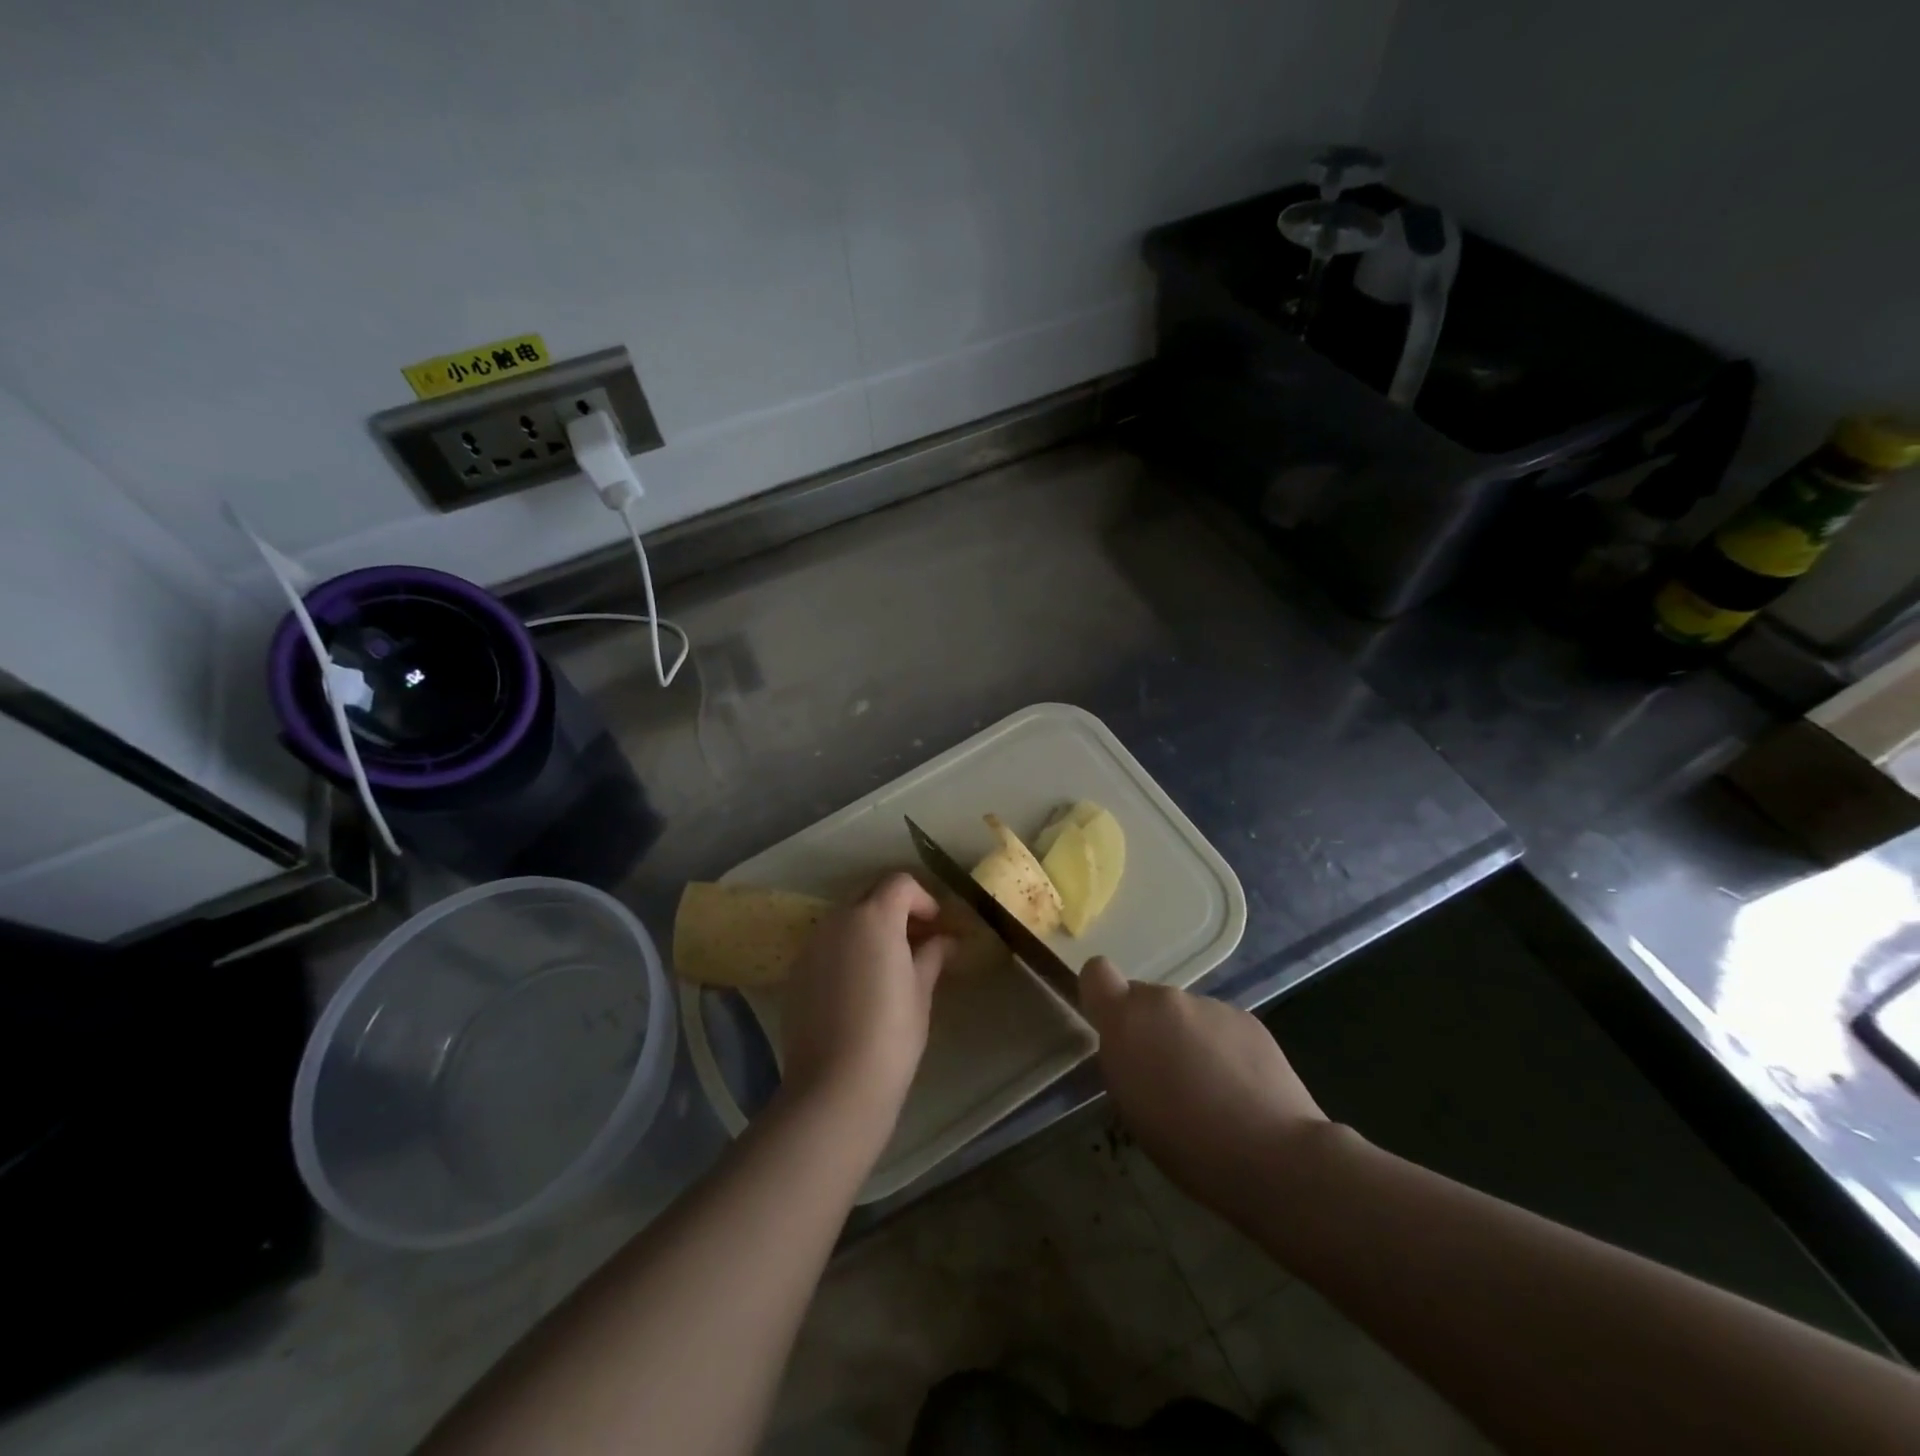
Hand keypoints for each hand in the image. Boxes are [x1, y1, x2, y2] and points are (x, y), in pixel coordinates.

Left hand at [778, 873, 953, 1135]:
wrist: (836, 1084)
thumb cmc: (892, 1034)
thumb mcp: (921, 991)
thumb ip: (932, 955)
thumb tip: (945, 941)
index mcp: (874, 917)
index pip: (900, 883)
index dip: (923, 899)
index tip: (936, 925)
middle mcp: (838, 920)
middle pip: (869, 893)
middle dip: (894, 907)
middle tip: (916, 938)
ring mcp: (812, 944)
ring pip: (845, 918)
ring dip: (868, 926)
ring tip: (888, 961)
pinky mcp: (796, 971)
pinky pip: (826, 945)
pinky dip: (846, 949)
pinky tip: (858, 984)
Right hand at [1079, 957, 1327, 1201]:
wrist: (1274, 1155)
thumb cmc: (1187, 1144)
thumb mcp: (1131, 1106)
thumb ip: (1124, 1059)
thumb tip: (1134, 1046)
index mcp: (1127, 1019)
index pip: (1096, 973)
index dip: (1102, 995)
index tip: (1111, 1027)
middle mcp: (1166, 999)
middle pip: (1146, 1000)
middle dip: (1150, 1028)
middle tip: (1167, 1076)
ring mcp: (1210, 1004)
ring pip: (1185, 1015)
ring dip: (1188, 1039)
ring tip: (1211, 1089)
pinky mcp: (1247, 1018)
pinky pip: (1219, 1026)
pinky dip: (1222, 1048)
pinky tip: (1241, 1088)